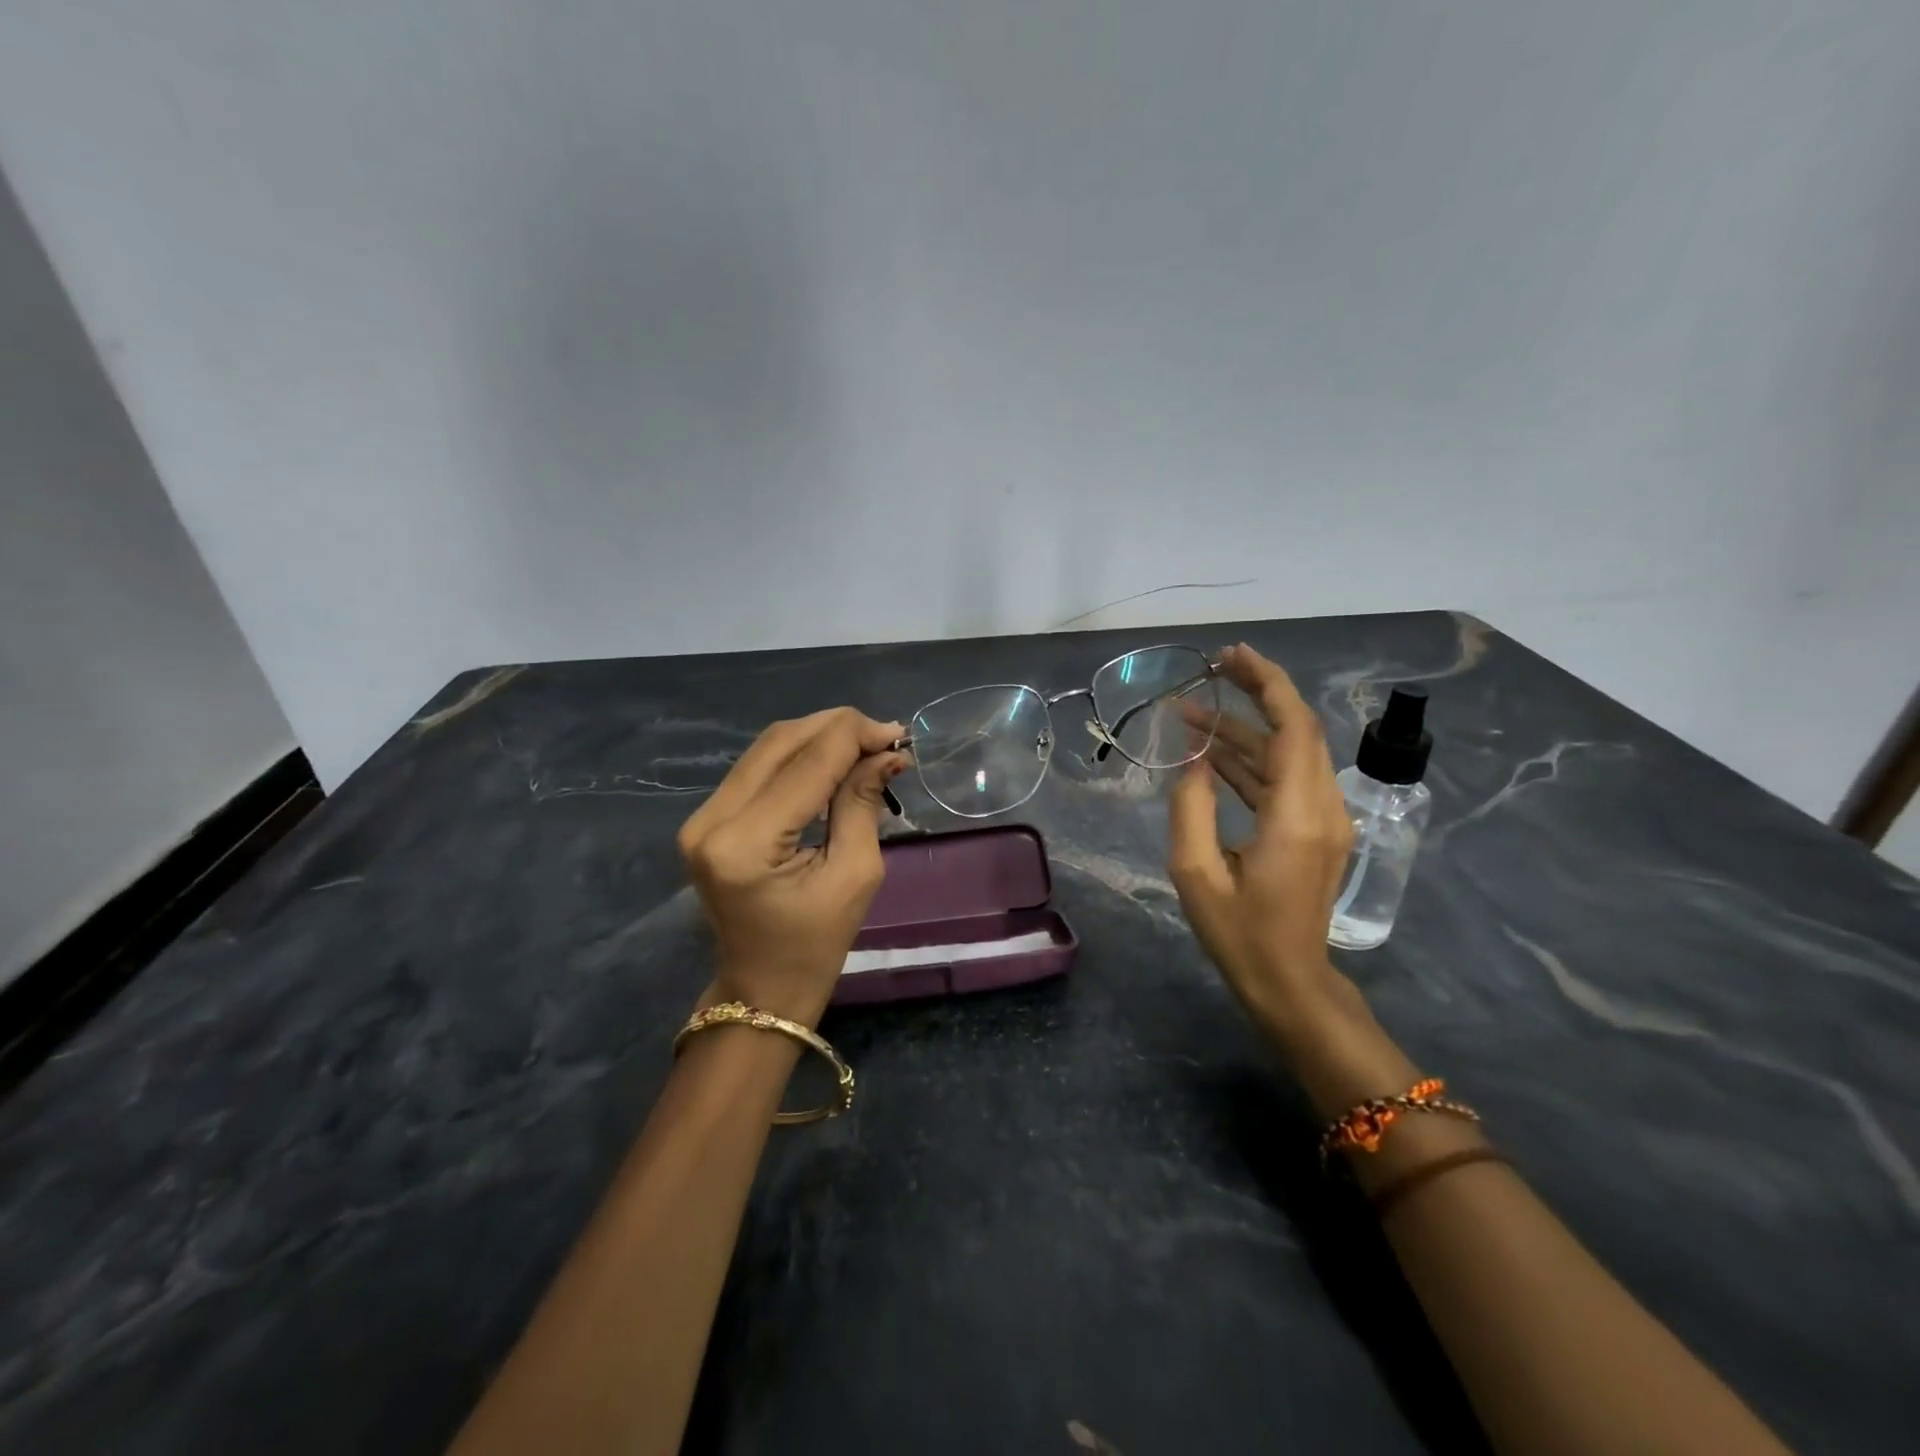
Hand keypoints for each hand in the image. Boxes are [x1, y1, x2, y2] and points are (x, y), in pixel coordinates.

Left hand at [677, 708, 908, 1025]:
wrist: (761, 989)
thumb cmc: (816, 945)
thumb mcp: (855, 874)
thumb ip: (862, 803)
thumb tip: (886, 752)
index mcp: (746, 844)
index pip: (808, 764)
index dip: (854, 737)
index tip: (897, 735)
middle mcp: (711, 820)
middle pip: (780, 742)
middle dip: (837, 729)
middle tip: (883, 737)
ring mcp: (700, 818)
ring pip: (767, 748)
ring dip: (819, 738)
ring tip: (864, 746)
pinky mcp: (706, 819)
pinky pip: (757, 768)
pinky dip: (799, 757)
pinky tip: (832, 761)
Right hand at [1168, 645, 1356, 1039]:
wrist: (1290, 984)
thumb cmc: (1240, 936)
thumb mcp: (1196, 873)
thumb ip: (1191, 806)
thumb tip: (1193, 756)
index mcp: (1296, 815)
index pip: (1293, 727)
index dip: (1266, 683)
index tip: (1230, 657)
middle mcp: (1322, 807)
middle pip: (1297, 729)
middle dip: (1256, 692)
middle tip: (1211, 669)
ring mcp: (1325, 819)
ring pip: (1288, 753)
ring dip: (1244, 729)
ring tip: (1192, 713)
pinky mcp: (1316, 830)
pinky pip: (1284, 779)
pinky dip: (1251, 759)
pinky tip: (1211, 753)